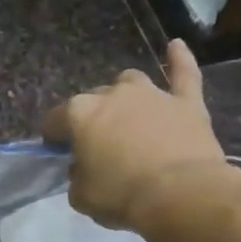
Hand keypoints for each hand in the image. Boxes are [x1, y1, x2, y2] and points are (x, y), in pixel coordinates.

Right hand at [42, 40, 236, 231]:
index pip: (54, 120)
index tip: (58, 151)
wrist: (181, 194)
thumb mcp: (81, 195)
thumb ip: (77, 175)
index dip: (54, 137)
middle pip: (93, 100)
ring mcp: (151, 94)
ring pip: (130, 82)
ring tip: (127, 113)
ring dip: (124, 94)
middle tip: (97, 145)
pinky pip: (183, 73)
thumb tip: (84, 166)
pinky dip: (179, 59)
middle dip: (91, 119)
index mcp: (79, 114)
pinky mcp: (186, 102)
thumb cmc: (121, 195)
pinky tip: (176, 46)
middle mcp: (112, 95)